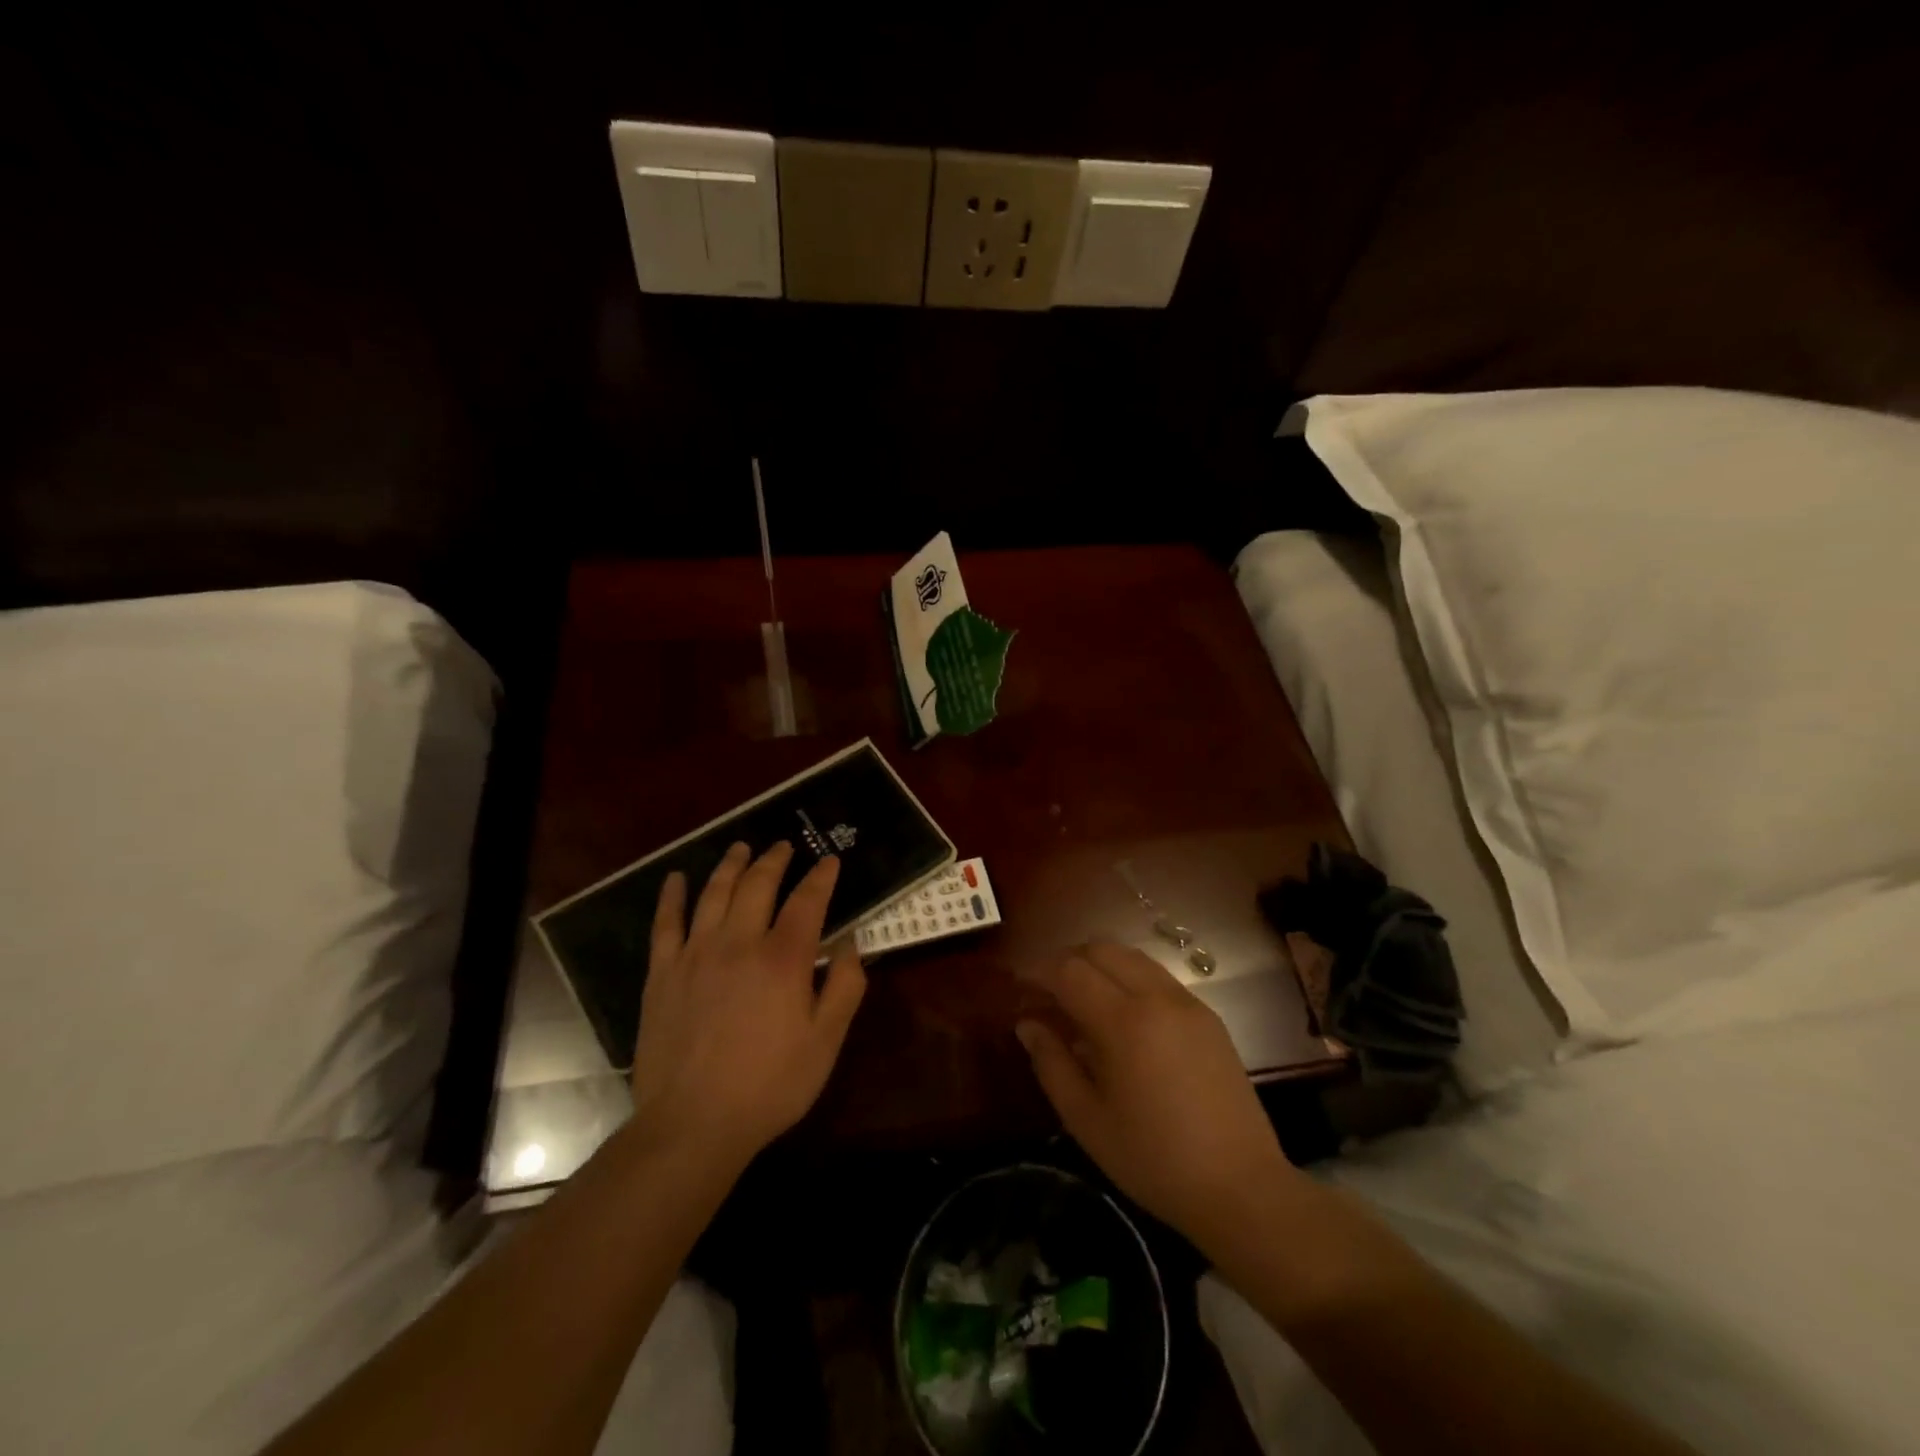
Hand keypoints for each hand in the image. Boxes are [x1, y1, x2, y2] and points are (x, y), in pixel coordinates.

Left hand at [629, 841, 865, 1167]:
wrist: (693, 1124)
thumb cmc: (770, 1085)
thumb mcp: (826, 1041)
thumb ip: (845, 986)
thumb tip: (850, 942)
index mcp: (783, 958)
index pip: (807, 901)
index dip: (821, 877)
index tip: (830, 861)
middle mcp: (739, 942)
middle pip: (758, 885)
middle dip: (774, 860)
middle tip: (783, 846)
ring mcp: (695, 955)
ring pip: (714, 894)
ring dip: (730, 866)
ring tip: (741, 848)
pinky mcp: (662, 974)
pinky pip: (665, 924)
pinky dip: (671, 896)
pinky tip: (676, 878)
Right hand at [1016, 941, 1299, 1254]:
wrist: (1241, 1188)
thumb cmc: (1153, 1159)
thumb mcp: (1087, 1120)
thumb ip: (1051, 1063)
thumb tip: (1027, 1024)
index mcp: (1124, 1021)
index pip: (1070, 970)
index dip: (1039, 971)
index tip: (1020, 987)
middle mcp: (1157, 997)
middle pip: (1102, 949)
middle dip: (1068, 961)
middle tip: (1049, 993)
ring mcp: (1188, 1003)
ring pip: (1133, 957)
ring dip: (1101, 966)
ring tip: (1083, 1002)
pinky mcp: (1208, 1016)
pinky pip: (1158, 977)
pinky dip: (1130, 980)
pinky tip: (1124, 1018)